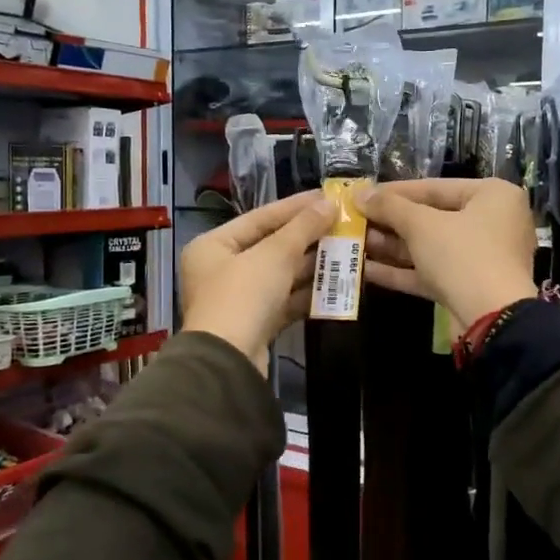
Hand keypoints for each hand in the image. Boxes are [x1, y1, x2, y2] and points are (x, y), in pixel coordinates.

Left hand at [180, 191, 335, 369]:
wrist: (229, 362)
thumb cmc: (243, 296)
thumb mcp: (275, 255)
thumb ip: (303, 227)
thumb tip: (329, 203)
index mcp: (213, 245)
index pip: (260, 217)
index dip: (295, 206)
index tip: (327, 197)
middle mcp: (220, 269)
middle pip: (270, 246)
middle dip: (307, 238)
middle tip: (343, 225)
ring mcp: (238, 299)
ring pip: (280, 275)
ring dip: (311, 265)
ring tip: (346, 251)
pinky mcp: (254, 324)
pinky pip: (284, 300)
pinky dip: (306, 293)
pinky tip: (335, 285)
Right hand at [356, 179, 535, 323]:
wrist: (492, 320)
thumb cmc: (462, 255)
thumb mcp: (421, 225)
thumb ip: (389, 206)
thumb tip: (360, 194)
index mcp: (492, 196)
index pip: (435, 188)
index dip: (394, 191)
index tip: (363, 195)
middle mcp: (491, 223)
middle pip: (431, 218)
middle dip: (390, 222)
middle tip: (355, 220)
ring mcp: (480, 258)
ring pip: (429, 247)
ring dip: (391, 247)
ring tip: (354, 243)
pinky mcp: (467, 287)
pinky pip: (431, 272)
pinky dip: (401, 270)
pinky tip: (365, 270)